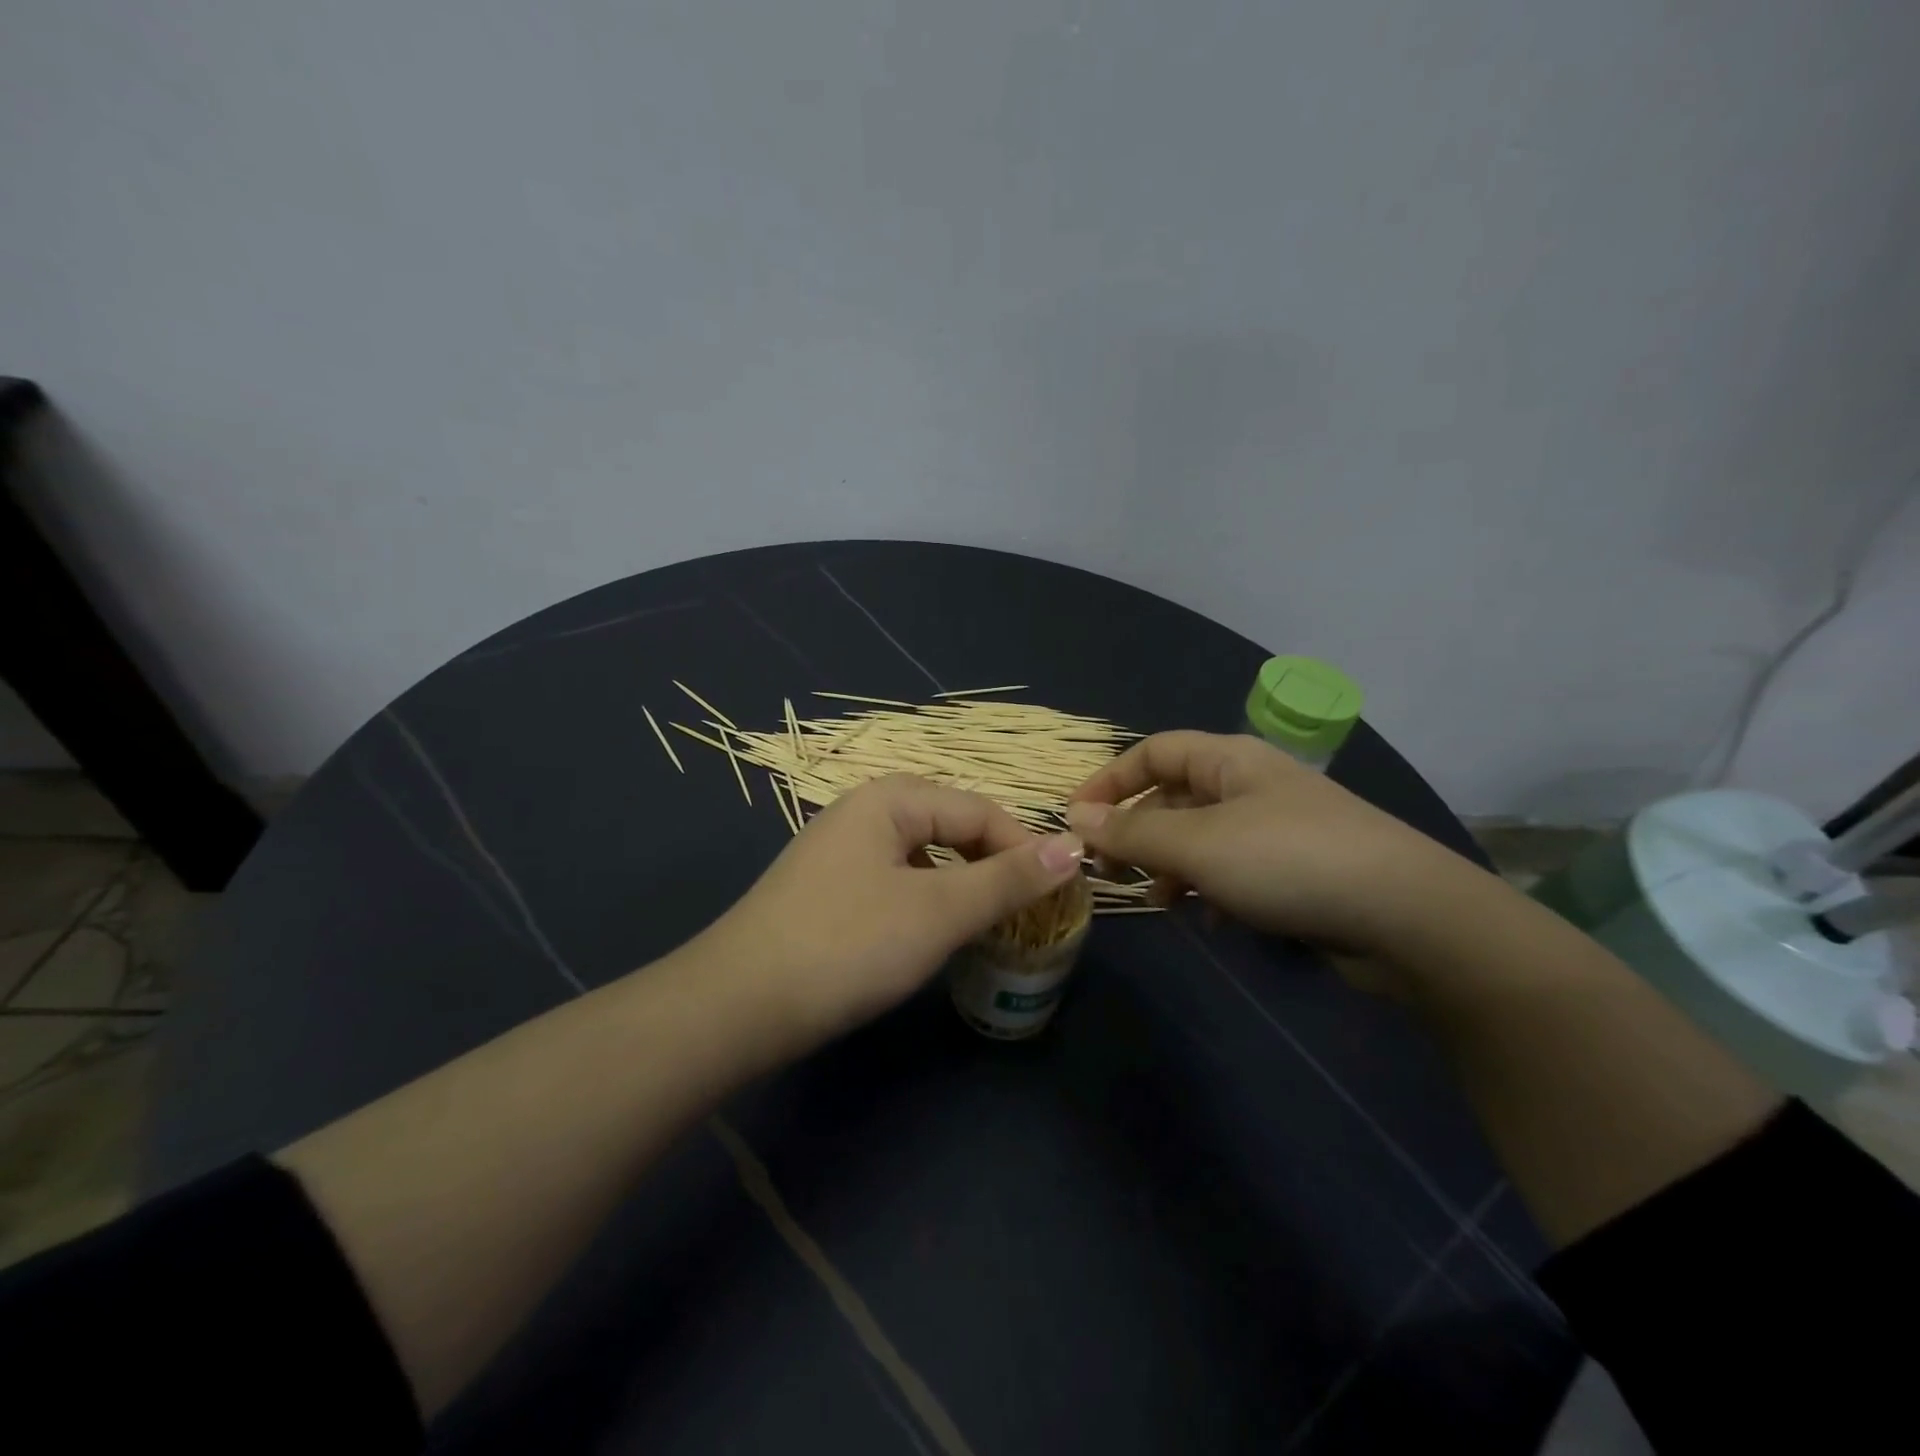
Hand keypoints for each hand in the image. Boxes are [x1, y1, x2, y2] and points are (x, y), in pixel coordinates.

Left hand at [702, 775, 1083, 1039]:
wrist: (737, 1006)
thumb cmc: (848, 944)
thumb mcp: (938, 911)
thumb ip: (1008, 879)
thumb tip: (1073, 848)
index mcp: (890, 799)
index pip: (979, 811)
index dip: (1025, 848)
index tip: (1060, 895)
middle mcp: (864, 812)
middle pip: (951, 827)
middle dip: (993, 865)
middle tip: (1027, 912)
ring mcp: (841, 851)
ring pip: (924, 857)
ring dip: (962, 885)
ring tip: (990, 924)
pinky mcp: (828, 890)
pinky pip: (896, 881)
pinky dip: (927, 901)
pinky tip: (933, 934)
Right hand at [1066, 731, 1463, 953]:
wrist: (1408, 916)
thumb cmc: (1288, 861)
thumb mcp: (1197, 845)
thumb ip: (1132, 834)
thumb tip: (1076, 820)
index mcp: (1229, 759)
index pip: (1152, 752)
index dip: (1109, 781)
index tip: (1076, 822)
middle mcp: (1251, 784)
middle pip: (1174, 796)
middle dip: (1138, 832)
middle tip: (1113, 873)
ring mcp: (1277, 827)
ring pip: (1202, 837)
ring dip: (1171, 866)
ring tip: (1161, 902)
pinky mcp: (1297, 869)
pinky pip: (1234, 869)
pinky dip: (1212, 889)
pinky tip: (1212, 920)